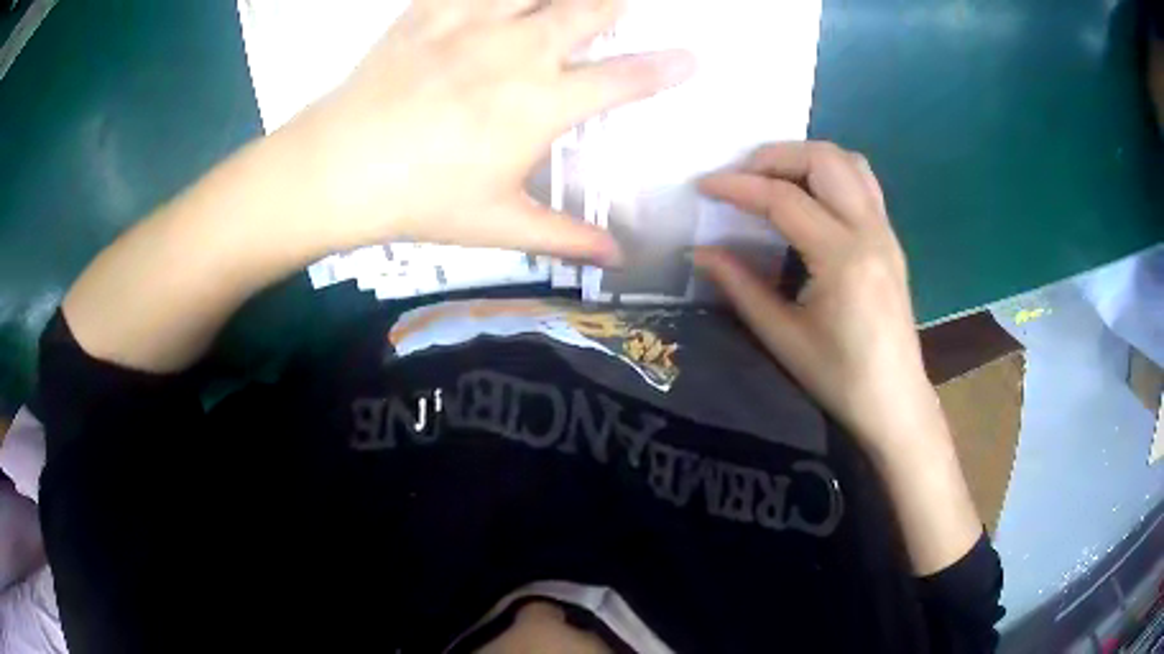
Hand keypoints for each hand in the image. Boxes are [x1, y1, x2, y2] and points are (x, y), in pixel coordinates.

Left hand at [292, 0, 695, 263]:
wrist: (338, 169)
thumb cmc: (420, 199)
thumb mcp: (497, 225)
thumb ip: (564, 237)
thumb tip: (619, 260)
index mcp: (542, 102)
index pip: (624, 79)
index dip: (665, 68)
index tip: (691, 58)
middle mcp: (519, 50)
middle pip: (588, 10)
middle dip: (613, 6)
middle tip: (618, 8)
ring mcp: (473, 22)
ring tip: (567, 3)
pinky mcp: (430, 11)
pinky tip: (495, 2)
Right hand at [695, 142, 982, 574]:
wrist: (895, 401)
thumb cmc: (840, 379)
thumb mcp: (783, 337)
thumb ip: (741, 286)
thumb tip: (699, 251)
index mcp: (843, 258)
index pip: (784, 199)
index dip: (738, 186)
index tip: (703, 185)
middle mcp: (870, 231)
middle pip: (823, 159)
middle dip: (775, 156)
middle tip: (740, 177)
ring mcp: (885, 231)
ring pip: (848, 162)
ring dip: (805, 158)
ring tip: (771, 180)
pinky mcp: (890, 239)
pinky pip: (862, 182)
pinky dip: (829, 173)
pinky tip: (807, 197)